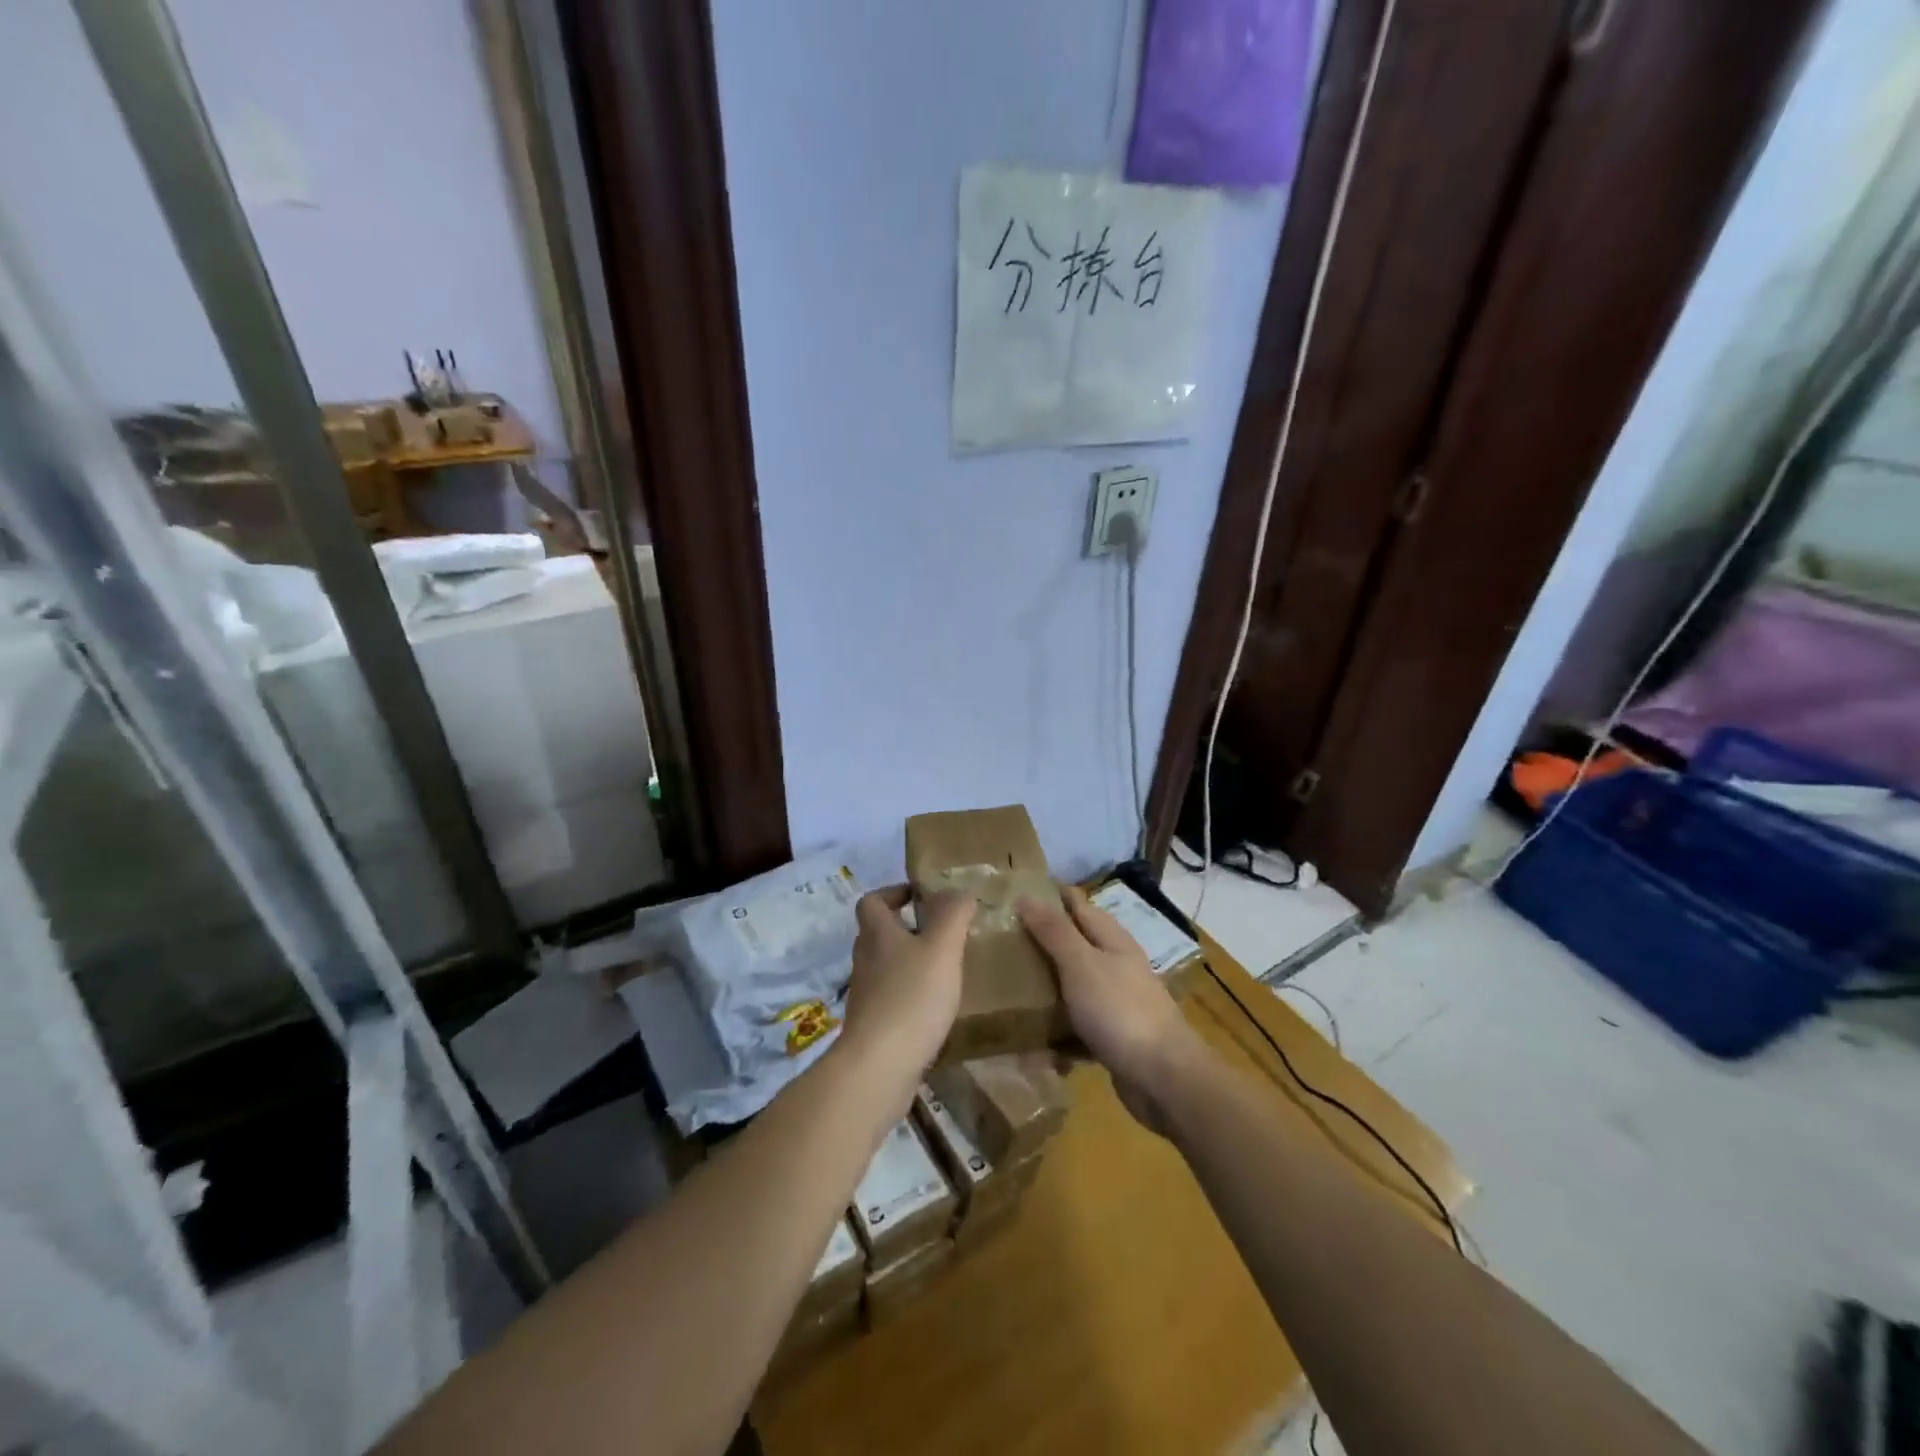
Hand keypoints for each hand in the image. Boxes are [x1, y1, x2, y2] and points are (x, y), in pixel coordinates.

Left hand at [839, 885, 975, 1083]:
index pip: (872, 901)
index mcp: (877, 934)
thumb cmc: (911, 997)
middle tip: (942, 933)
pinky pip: (891, 999)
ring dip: (910, 963)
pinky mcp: (873, 1026)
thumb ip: (953, 915)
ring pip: (886, 967)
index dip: (893, 893)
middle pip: (878, 934)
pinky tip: (936, 1008)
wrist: (878, 1067)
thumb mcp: (941, 948)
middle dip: (907, 928)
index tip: (921, 897)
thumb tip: (958, 890)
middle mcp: (865, 960)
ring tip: (944, 969)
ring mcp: (866, 995)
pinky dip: (910, 996)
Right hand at [1019, 887, 1202, 1133]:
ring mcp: (1116, 1004)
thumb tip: (1026, 896)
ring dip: (1046, 992)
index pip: (1078, 906)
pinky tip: (1032, 1049)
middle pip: (1075, 947)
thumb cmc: (1120, 1011)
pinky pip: (1077, 1030)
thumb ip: (1055, 932)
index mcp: (1112, 941)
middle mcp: (1116, 967)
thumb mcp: (1081, 964)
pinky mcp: (1113, 1038)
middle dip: (1042, 945)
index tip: (1015, 894)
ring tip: (1007, 994)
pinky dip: (1058, 1036)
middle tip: (999, 945)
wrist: (1164, 1079)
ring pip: (1074, 989)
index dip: (1050, 897)